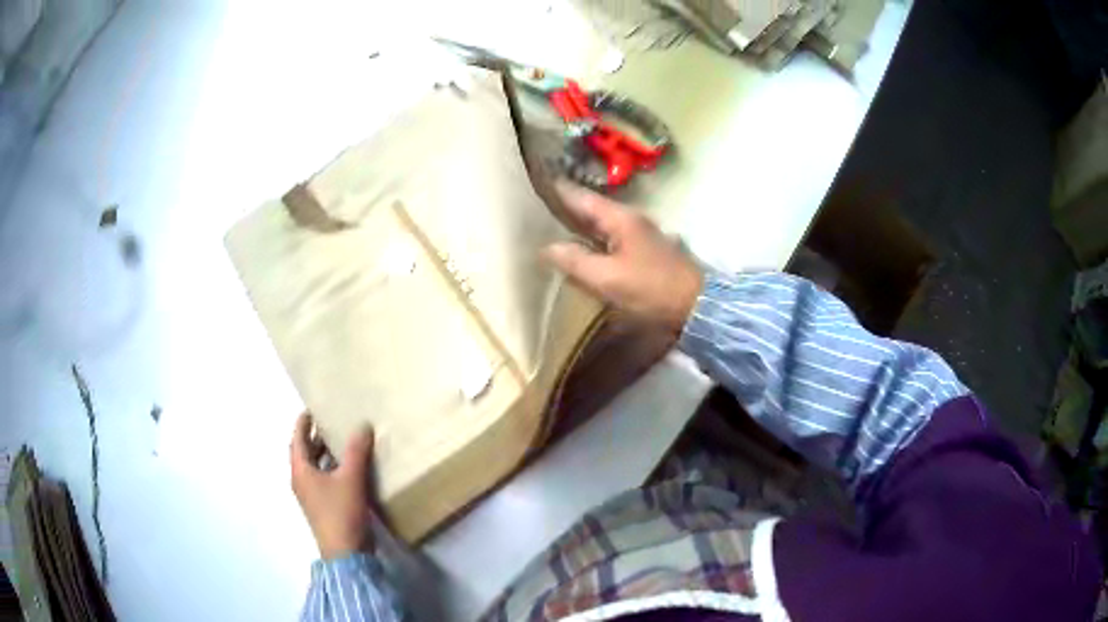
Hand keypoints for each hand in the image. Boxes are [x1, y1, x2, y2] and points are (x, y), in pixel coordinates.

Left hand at [290, 413, 374, 558]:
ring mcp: (312, 496)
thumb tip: (362, 425)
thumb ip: (356, 451)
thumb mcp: (350, 478)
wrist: (345, 552)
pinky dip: (334, 469)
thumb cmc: (341, 512)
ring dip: (327, 454)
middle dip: (316, 437)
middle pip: (305, 453)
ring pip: (316, 467)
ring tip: (344, 441)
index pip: (297, 440)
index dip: (303, 423)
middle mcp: (302, 481)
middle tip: (332, 422)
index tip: (312, 409)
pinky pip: (326, 480)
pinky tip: (352, 468)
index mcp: (301, 471)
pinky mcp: (325, 507)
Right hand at [543, 181, 702, 334]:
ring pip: (601, 225)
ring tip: (550, 231)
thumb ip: (575, 261)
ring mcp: (640, 234)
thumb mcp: (608, 278)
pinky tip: (581, 253)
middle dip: (564, 209)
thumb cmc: (652, 289)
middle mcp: (630, 219)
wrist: (697, 305)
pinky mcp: (645, 251)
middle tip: (534, 212)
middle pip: (590, 209)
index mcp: (620, 218)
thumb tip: (547, 248)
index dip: (556, 191)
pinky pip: (610, 240)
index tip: (532, 185)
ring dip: (578, 227)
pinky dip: (593, 241)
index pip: (580, 197)